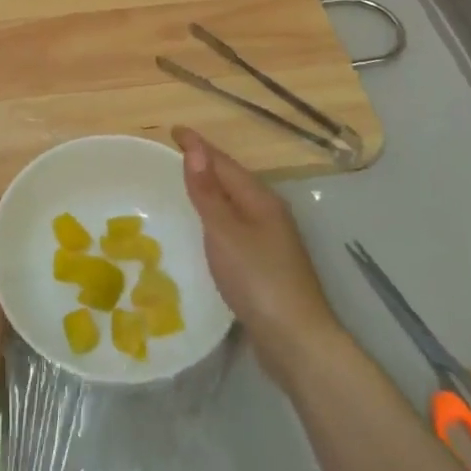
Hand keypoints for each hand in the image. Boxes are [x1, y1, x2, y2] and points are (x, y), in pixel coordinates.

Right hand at [175, 127, 346, 385]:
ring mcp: (271, 240)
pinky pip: (235, 227)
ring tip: (185, 186)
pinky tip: (206, 230)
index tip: (174, 130)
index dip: (198, 146)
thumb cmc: (258, 279)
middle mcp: (269, 214)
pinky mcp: (266, 265)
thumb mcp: (225, 232)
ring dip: (212, 191)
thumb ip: (207, 192)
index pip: (224, 163)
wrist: (296, 340)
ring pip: (235, 204)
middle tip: (174, 154)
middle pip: (233, 180)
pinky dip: (217, 218)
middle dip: (205, 164)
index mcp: (260, 200)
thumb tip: (194, 149)